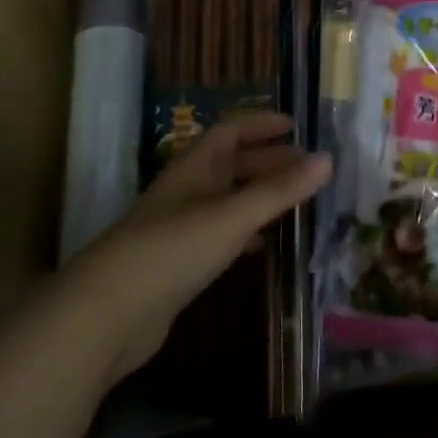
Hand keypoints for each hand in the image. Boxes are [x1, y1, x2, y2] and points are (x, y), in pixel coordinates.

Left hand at [62, 112, 330, 381]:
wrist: (109, 313)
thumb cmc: (173, 249)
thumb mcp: (232, 216)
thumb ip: (279, 190)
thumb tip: (328, 159)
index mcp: (195, 167)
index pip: (230, 131)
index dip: (260, 124)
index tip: (294, 126)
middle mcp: (186, 190)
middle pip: (231, 165)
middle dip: (268, 162)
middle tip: (308, 169)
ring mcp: (179, 227)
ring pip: (226, 200)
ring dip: (258, 196)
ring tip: (295, 203)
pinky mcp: (177, 263)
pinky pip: (219, 234)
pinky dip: (244, 232)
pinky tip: (261, 246)